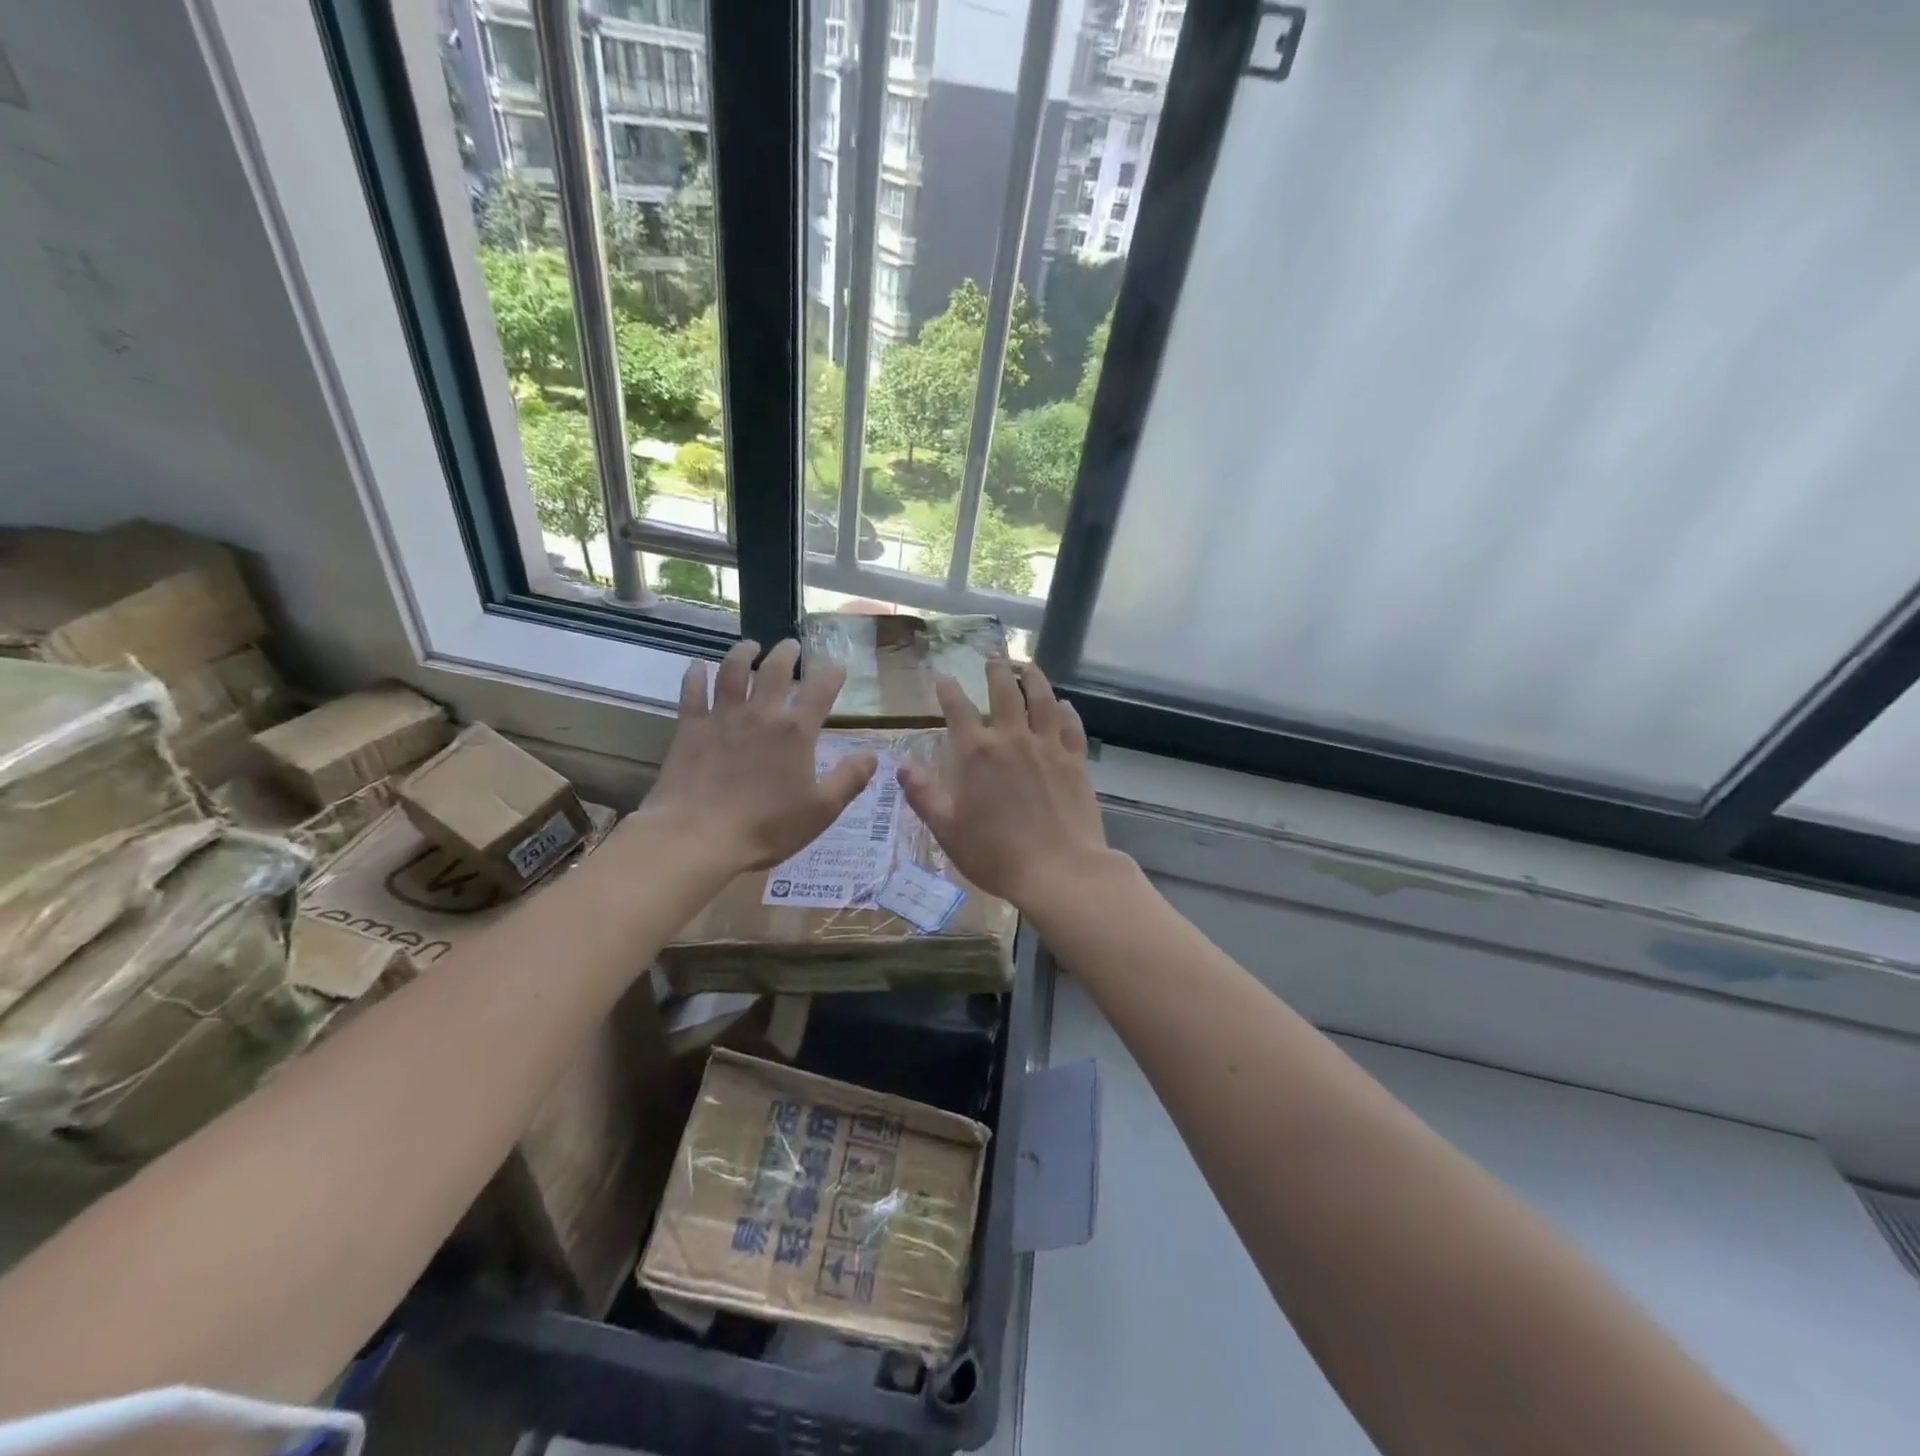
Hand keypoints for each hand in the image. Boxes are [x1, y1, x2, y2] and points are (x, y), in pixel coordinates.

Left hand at [637, 639, 876, 876]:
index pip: (820, 689)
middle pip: (775, 669)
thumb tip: (872, 755)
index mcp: (796, 731)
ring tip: (750, 646)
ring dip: (743, 653)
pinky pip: (692, 692)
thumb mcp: (821, 810)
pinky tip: (697, 665)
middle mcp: (760, 713)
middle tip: (791, 646)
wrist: (698, 837)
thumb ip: (849, 779)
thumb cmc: (767, 827)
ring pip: (732, 671)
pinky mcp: (690, 728)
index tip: (837, 667)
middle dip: (787, 653)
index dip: (831, 673)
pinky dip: (695, 675)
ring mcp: (722, 717)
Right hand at [897, 659, 1112, 912]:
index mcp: (977, 754)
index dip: (948, 690)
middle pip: (1005, 692)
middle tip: (993, 656)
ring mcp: (1048, 747)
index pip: (958, 710)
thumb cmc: (996, 854)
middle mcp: (1013, 739)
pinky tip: (1063, 705)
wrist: (1059, 870)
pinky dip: (1065, 710)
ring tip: (1027, 666)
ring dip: (1033, 678)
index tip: (942, 676)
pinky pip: (1070, 725)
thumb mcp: (948, 830)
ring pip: (1042, 699)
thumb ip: (923, 794)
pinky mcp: (1075, 761)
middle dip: (996, 671)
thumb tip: (901, 764)